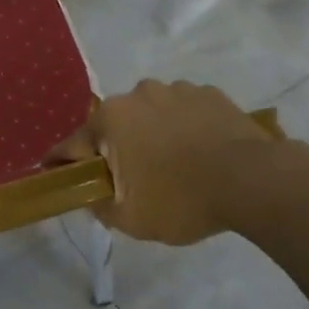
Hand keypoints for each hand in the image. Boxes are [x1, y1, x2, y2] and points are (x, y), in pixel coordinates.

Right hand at [49, 80, 283, 244]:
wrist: (254, 181)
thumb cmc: (182, 200)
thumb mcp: (130, 219)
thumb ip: (98, 205)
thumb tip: (89, 194)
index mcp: (111, 119)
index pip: (71, 145)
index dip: (60, 163)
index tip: (53, 174)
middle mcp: (137, 94)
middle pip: (113, 126)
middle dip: (114, 149)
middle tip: (129, 180)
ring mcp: (176, 89)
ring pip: (150, 115)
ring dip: (151, 135)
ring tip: (172, 165)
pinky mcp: (209, 93)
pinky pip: (183, 111)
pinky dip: (183, 128)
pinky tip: (199, 152)